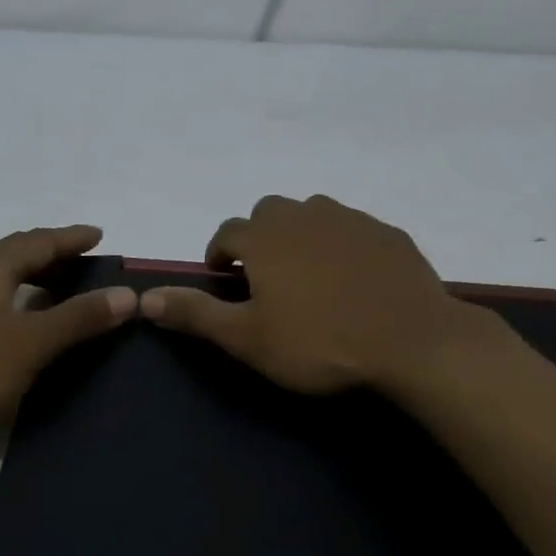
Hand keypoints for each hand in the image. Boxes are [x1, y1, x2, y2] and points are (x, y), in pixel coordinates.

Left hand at [0, 225, 134, 462]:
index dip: (69, 238)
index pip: (34, 242)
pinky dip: (10, 302)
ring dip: (27, 279)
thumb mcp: (29, 344)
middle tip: (82, 263)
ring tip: (56, 290)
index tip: (98, 235)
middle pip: (10, 255)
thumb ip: (78, 318)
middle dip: (48, 256)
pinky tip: (17, 323)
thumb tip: (127, 295)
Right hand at [139, 195, 478, 395]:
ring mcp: (352, 220)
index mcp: (266, 238)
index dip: (219, 254)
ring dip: (299, 235)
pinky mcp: (389, 234)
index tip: (223, 280)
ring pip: (313, 214)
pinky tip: (352, 279)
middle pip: (269, 212)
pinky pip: (352, 229)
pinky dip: (340, 245)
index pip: (228, 232)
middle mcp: (306, 215)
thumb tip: (144, 299)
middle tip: (264, 278)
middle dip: (258, 238)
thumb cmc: (319, 343)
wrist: (411, 342)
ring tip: (307, 276)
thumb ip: (196, 314)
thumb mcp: (247, 338)